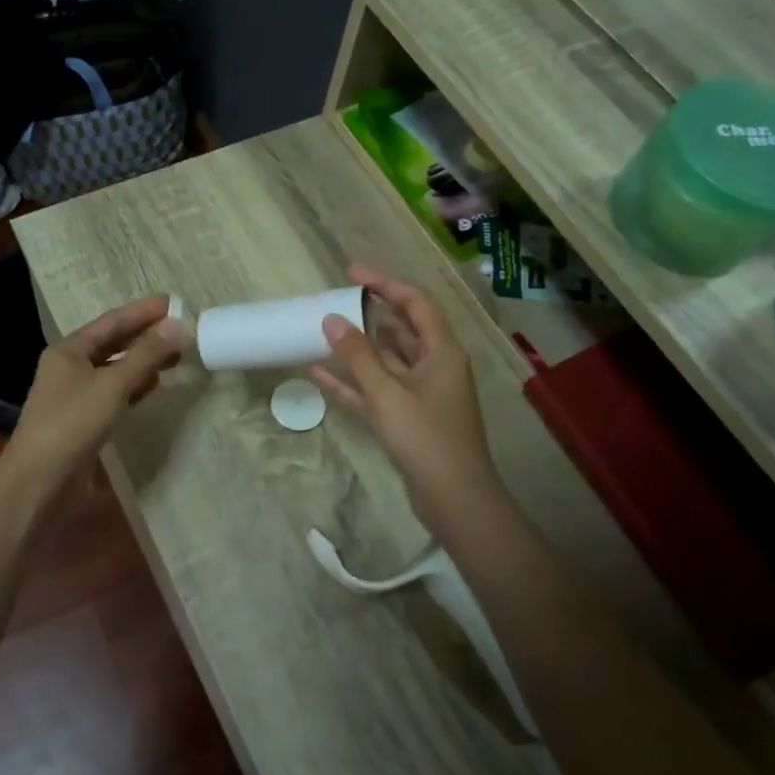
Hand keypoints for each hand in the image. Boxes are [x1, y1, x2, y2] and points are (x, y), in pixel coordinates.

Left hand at [8, 296, 187, 482]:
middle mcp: (69, 366)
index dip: (143, 311)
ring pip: (114, 368)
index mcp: (69, 350)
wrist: (39, 480)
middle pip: (113, 343)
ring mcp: (75, 393)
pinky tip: (152, 387)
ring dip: (142, 361)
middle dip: (146, 336)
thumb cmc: (72, 423)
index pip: (112, 322)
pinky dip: (133, 386)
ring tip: (174, 357)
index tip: (173, 303)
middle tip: (181, 330)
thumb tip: (179, 325)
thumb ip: (146, 355)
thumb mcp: (112, 385)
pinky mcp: (83, 418)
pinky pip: (113, 392)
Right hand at [311, 266, 506, 533]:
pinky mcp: (408, 419)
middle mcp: (435, 366)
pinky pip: (377, 391)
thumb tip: (332, 319)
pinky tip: (320, 375)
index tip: (352, 274)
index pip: (416, 304)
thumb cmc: (425, 438)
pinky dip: (353, 383)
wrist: (454, 499)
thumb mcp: (387, 393)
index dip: (385, 284)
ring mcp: (422, 394)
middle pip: (402, 330)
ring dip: (359, 349)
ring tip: (324, 332)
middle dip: (370, 314)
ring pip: (387, 361)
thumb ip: (358, 355)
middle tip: (336, 301)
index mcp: (441, 352)